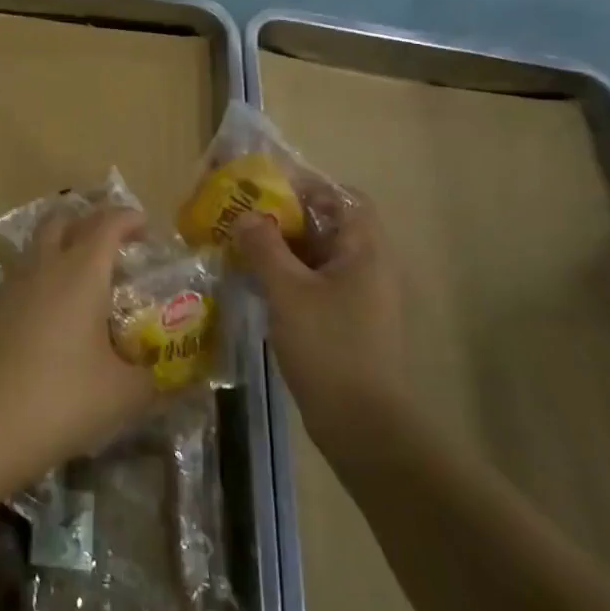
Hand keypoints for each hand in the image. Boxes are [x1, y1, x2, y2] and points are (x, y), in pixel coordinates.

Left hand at [0, 205, 157, 489]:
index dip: (128, 218)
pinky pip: (22, 279)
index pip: (106, 224)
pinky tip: (54, 317)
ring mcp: (10, 287)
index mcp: (80, 272)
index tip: (145, 226)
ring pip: (37, 248)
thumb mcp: (121, 395)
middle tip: (113, 247)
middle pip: (62, 221)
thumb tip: (166, 377)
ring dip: (61, 250)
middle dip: (88, 223)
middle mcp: (43, 267)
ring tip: (85, 283)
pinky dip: (42, 281)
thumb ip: (151, 379)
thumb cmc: (59, 399)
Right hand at [234, 185, 402, 412]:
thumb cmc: (329, 346)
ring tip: (241, 245)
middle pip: (329, 227)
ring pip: (318, 258)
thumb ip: (265, 247)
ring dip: (283, 249)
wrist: (362, 423)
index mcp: (365, 252)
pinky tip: (256, 283)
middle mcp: (368, 268)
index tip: (269, 187)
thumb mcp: (288, 291)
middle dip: (287, 217)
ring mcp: (359, 299)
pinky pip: (315, 285)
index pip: (345, 199)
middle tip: (244, 215)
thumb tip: (247, 215)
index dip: (310, 187)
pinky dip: (288, 277)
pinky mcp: (346, 324)